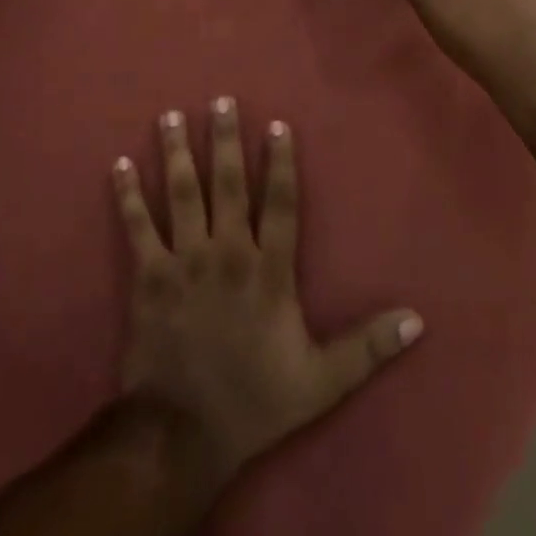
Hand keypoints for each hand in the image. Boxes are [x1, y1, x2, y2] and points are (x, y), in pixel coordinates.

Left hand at [113, 101, 422, 486]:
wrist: (182, 434)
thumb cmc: (255, 402)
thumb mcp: (322, 380)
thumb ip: (368, 347)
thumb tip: (417, 320)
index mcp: (268, 270)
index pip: (279, 203)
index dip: (279, 162)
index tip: (276, 124)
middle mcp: (227, 253)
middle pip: (226, 185)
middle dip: (223, 140)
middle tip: (219, 101)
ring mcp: (183, 261)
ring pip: (180, 195)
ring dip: (175, 154)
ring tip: (168, 116)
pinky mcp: (148, 277)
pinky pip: (136, 227)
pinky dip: (126, 196)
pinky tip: (118, 165)